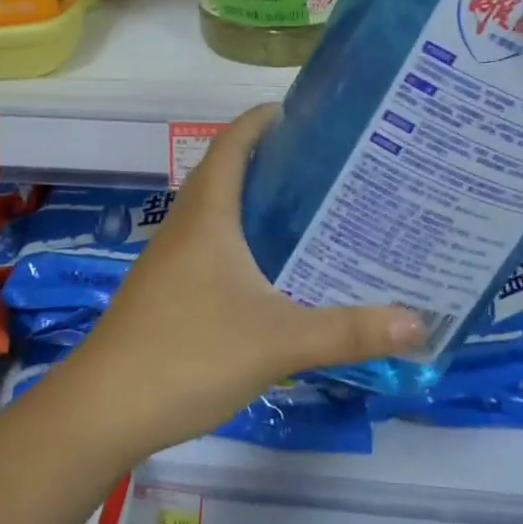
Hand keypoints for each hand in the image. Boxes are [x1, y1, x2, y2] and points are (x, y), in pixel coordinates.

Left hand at [53, 106, 423, 459]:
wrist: (103, 410)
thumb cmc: (188, 354)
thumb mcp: (277, 341)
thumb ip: (348, 331)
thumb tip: (419, 323)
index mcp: (208, 213)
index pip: (234, 141)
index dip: (265, 118)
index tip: (310, 113)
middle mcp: (187, 224)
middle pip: (230, 170)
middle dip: (276, 160)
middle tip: (332, 166)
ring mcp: (172, 257)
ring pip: (221, 210)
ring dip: (260, 202)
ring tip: (315, 209)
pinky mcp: (169, 288)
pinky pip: (213, 243)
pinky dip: (246, 239)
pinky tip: (277, 269)